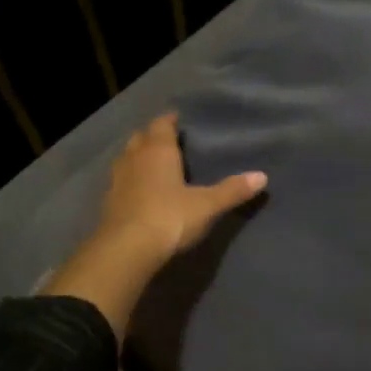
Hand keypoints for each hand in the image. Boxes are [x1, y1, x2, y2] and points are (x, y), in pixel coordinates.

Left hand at [44, 114, 265, 338]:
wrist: (126, 250)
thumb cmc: (169, 218)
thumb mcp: (207, 205)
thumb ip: (232, 190)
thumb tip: (262, 176)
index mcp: (158, 151)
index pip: (161, 124)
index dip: (169, 120)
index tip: (178, 120)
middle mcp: (134, 158)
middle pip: (140, 137)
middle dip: (152, 137)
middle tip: (168, 142)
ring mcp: (117, 180)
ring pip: (126, 158)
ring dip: (138, 157)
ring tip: (153, 164)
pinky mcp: (108, 202)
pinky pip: (120, 181)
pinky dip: (130, 180)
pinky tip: (139, 191)